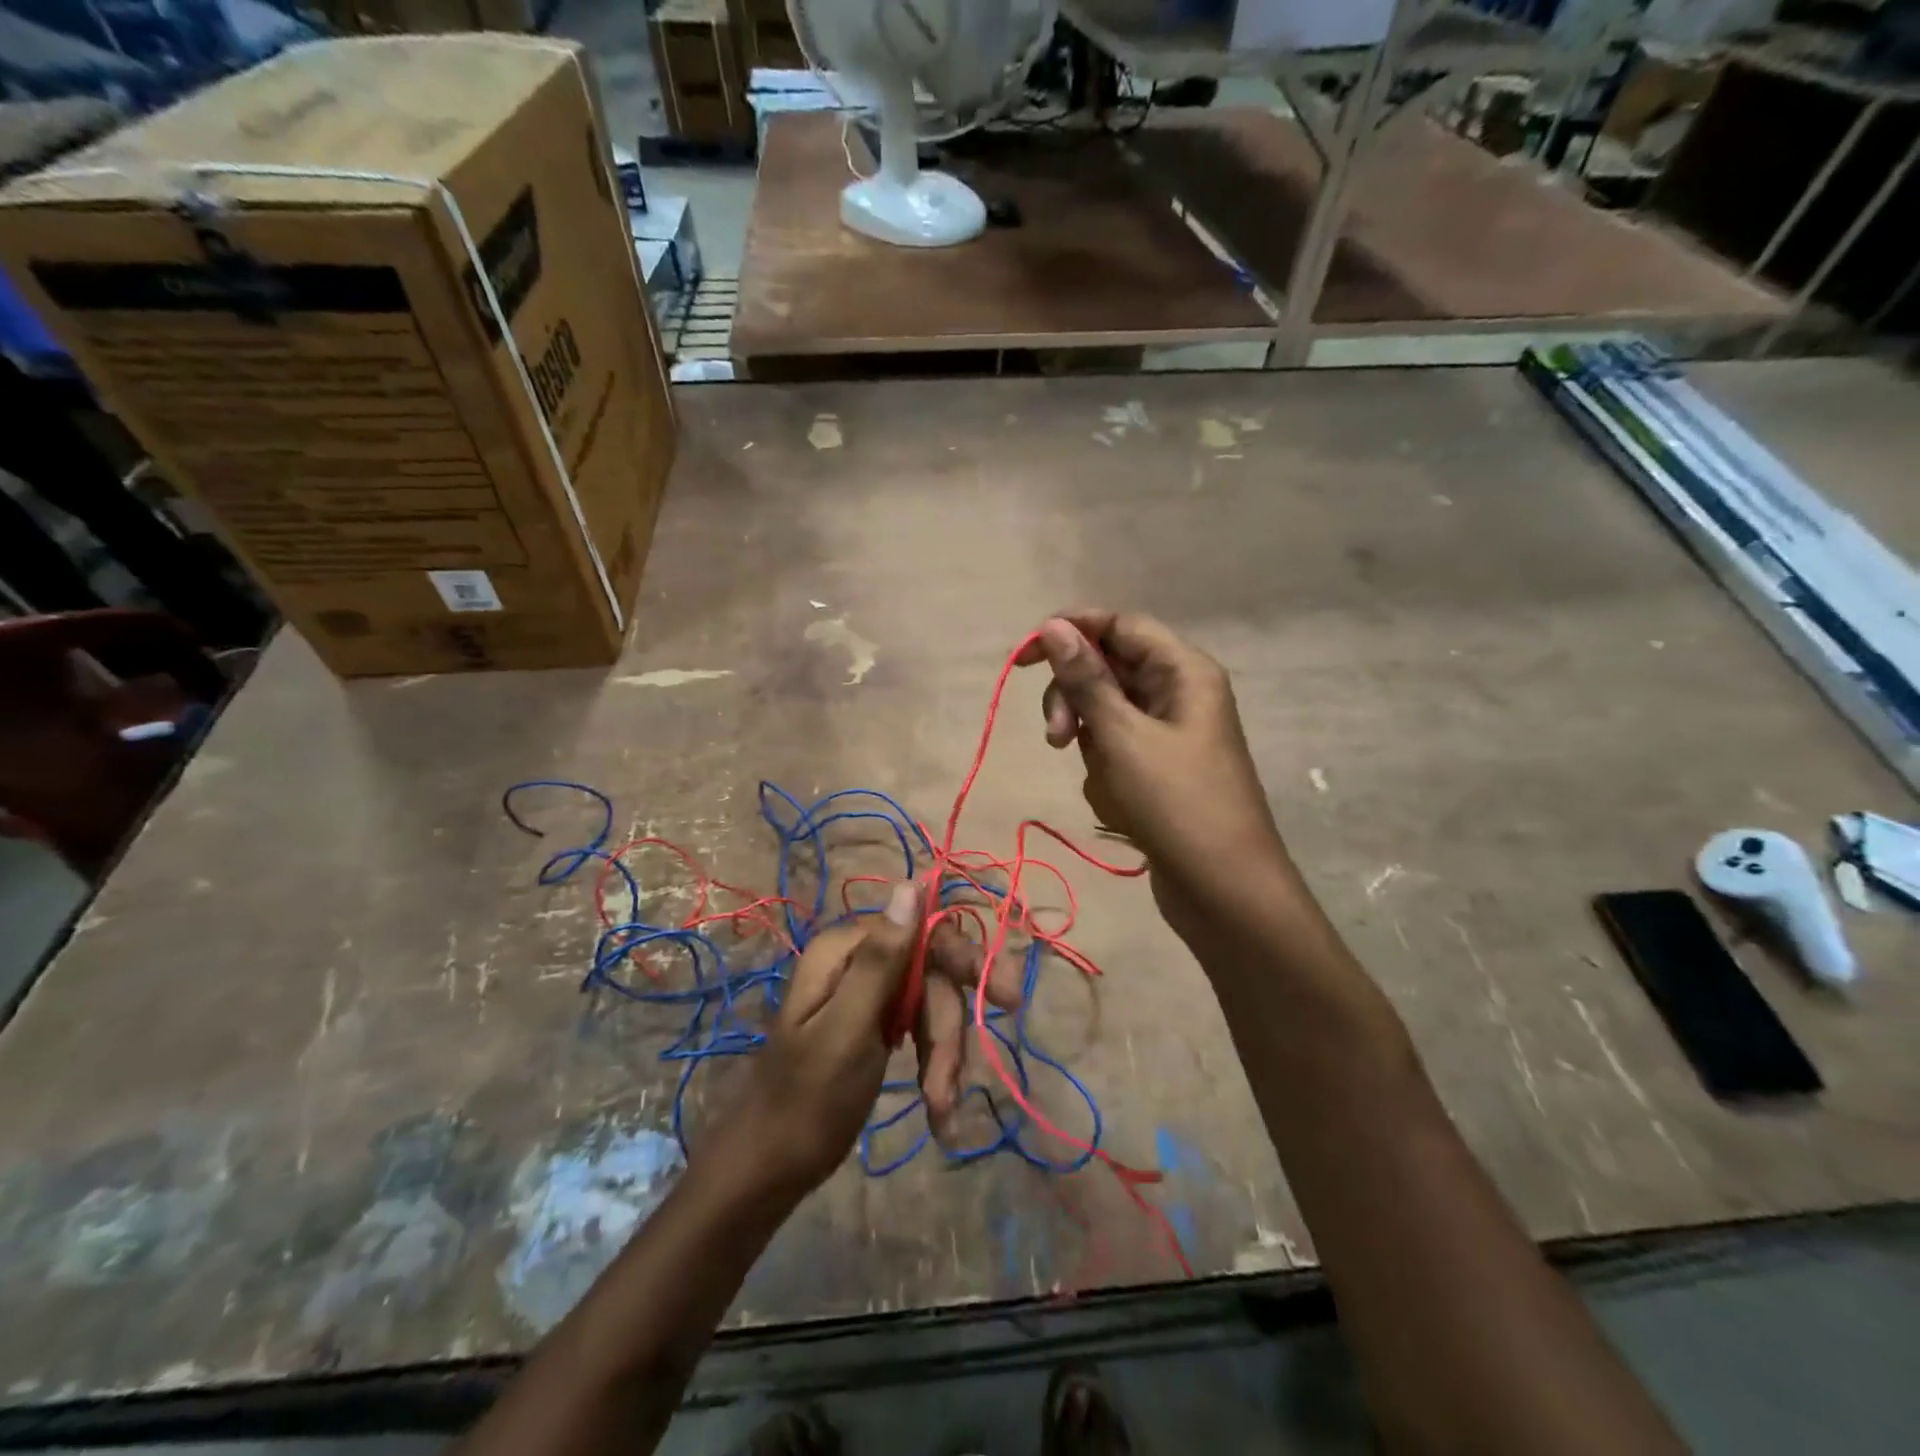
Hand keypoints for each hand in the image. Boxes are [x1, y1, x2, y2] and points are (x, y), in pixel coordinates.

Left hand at [717, 881, 1017, 1196]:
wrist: (768, 1168)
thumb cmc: (806, 1101)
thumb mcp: (848, 1029)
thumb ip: (882, 959)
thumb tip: (912, 883)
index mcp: (846, 949)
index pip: (924, 932)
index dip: (965, 961)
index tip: (1005, 999)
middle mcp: (858, 960)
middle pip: (932, 974)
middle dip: (947, 1031)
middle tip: (952, 1086)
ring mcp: (867, 993)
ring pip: (931, 1006)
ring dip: (943, 1058)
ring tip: (941, 1111)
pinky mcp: (874, 1023)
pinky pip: (919, 1030)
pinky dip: (934, 1067)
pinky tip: (938, 1109)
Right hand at [1015, 611, 1290, 946]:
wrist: (1224, 891)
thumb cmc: (1176, 804)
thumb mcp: (1122, 737)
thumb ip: (1085, 679)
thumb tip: (1053, 624)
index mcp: (1183, 671)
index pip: (1119, 626)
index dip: (1072, 631)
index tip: (1024, 657)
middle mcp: (1179, 693)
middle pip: (1108, 670)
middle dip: (1075, 701)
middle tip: (1056, 737)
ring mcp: (1170, 734)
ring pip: (1106, 715)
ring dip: (1090, 744)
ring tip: (1104, 785)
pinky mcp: (1160, 770)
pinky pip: (1117, 751)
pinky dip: (1106, 773)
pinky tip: (1119, 806)